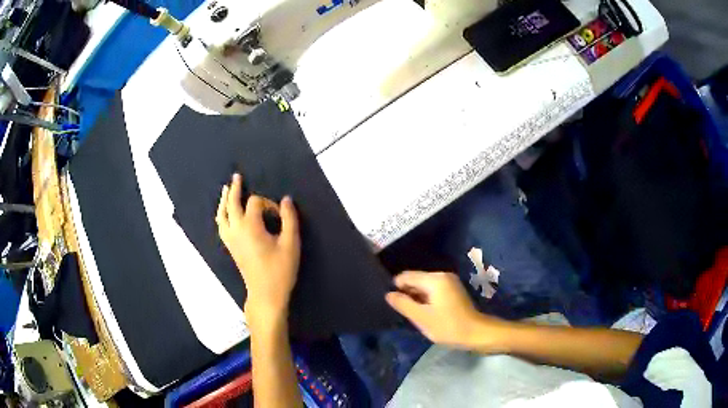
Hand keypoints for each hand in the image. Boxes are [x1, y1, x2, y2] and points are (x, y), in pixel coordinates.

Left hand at [216, 174, 300, 321]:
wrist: (265, 294)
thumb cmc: (280, 270)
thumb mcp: (291, 244)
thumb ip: (290, 219)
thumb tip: (287, 199)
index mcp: (250, 226)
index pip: (255, 203)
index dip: (269, 204)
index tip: (280, 216)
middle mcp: (236, 229)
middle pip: (232, 204)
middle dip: (236, 190)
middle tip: (237, 177)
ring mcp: (231, 239)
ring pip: (222, 215)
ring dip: (224, 201)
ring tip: (226, 190)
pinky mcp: (230, 247)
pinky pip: (221, 226)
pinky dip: (221, 215)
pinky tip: (223, 214)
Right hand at [386, 271, 503, 349]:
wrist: (476, 333)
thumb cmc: (448, 326)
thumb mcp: (421, 318)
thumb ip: (403, 304)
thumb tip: (389, 294)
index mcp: (434, 279)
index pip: (406, 276)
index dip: (397, 288)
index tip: (394, 304)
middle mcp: (442, 275)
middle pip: (416, 279)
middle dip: (407, 293)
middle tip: (404, 311)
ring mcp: (450, 282)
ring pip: (424, 286)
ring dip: (417, 298)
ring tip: (414, 314)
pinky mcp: (454, 290)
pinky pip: (433, 290)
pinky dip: (427, 299)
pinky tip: (426, 313)